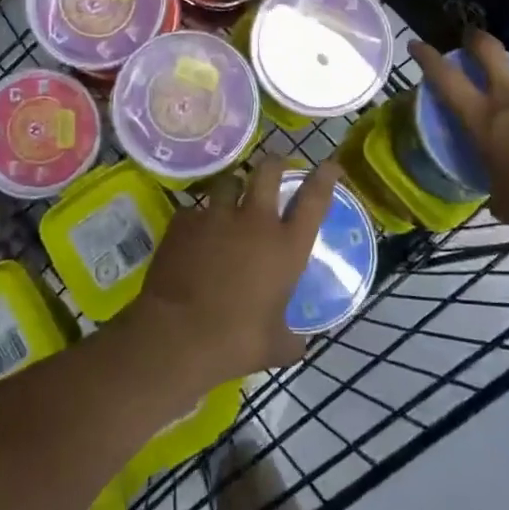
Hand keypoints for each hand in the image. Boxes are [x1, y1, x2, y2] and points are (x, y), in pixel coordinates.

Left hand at [129, 158, 339, 386]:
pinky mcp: (183, 222)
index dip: (325, 176)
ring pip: (227, 182)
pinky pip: (193, 211)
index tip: (331, 165)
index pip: (314, 199)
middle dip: (274, 164)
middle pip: (268, 171)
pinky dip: (196, 220)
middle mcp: (254, 221)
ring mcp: (216, 216)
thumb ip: (291, 338)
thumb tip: (298, 344)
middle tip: (274, 166)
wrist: (177, 335)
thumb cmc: (236, 341)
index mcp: (286, 246)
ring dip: (232, 187)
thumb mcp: (276, 346)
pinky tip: (192, 236)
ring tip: (230, 196)